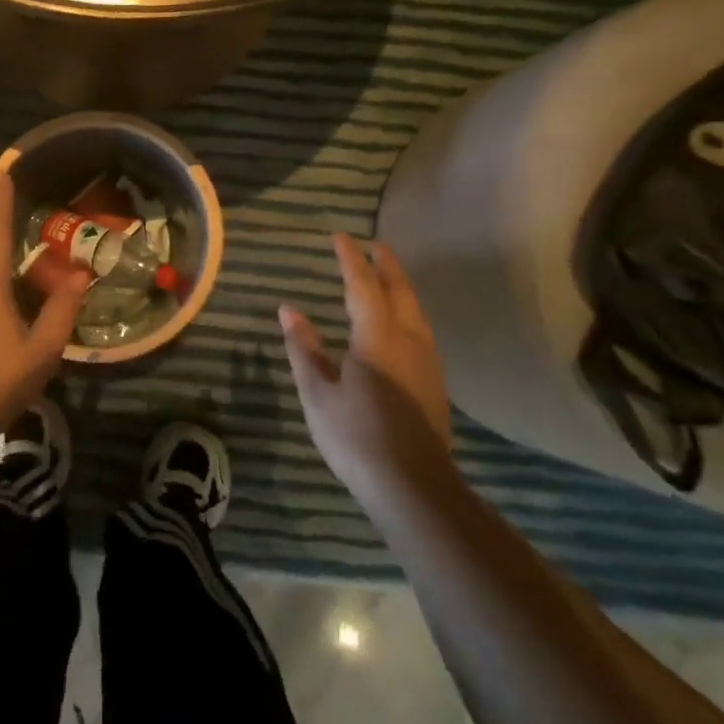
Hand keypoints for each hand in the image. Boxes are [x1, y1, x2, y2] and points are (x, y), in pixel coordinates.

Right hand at [280, 234, 452, 499]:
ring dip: (401, 286)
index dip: (350, 260)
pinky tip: (400, 322)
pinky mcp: (434, 382)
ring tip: (387, 275)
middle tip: (375, 245)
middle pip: (400, 291)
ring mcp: (427, 361)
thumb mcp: (317, 393)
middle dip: (387, 265)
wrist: (413, 486)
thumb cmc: (356, 437)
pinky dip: (408, 310)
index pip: (362, 286)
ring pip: (416, 310)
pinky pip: (421, 329)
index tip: (340, 237)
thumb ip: (304, 348)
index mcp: (377, 337)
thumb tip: (289, 310)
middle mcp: (408, 340)